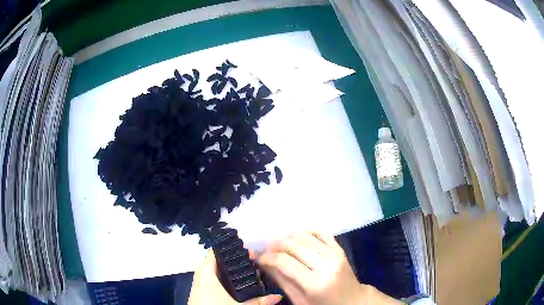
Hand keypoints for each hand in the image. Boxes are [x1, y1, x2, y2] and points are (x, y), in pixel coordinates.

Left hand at [188, 249, 281, 304]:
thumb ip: (258, 302)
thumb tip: (278, 296)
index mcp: (207, 271)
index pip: (217, 251)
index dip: (233, 249)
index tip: (249, 250)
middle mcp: (201, 273)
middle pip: (218, 260)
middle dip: (235, 260)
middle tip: (253, 261)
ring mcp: (199, 281)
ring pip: (215, 269)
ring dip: (229, 269)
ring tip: (248, 269)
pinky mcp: (200, 289)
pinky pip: (212, 277)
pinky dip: (223, 277)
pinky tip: (236, 282)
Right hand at [256, 232, 402, 304]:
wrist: (352, 300)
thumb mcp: (299, 300)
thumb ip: (281, 281)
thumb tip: (263, 264)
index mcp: (314, 283)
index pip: (284, 262)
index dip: (267, 258)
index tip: (258, 258)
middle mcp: (326, 265)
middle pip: (293, 245)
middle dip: (275, 246)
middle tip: (266, 251)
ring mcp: (335, 254)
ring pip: (305, 236)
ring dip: (288, 237)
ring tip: (279, 245)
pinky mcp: (340, 249)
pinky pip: (321, 232)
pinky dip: (307, 231)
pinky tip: (297, 237)